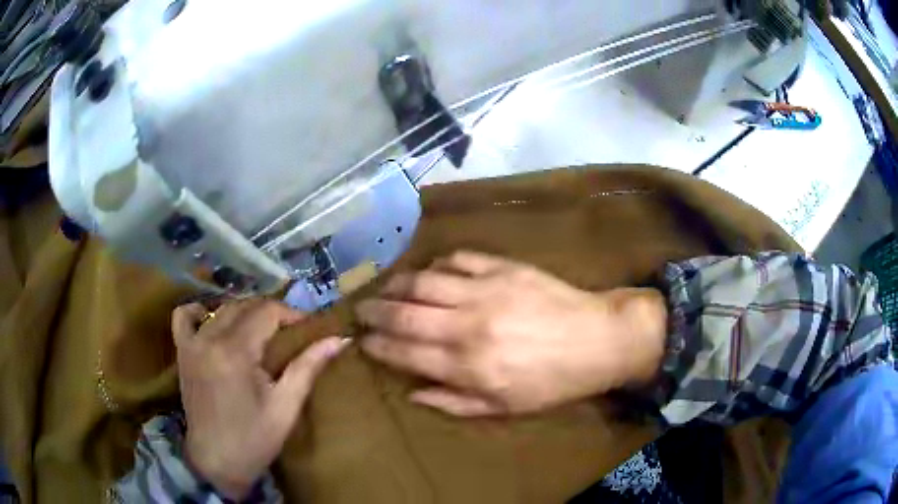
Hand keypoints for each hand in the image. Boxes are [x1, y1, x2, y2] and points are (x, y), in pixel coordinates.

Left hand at [172, 299, 348, 499]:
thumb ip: (308, 367)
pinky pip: (184, 317)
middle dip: (271, 312)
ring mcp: (192, 344)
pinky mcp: (182, 352)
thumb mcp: (286, 406)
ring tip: (261, 330)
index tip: (308, 327)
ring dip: (244, 312)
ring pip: (220, 309)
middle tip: (289, 331)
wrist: (216, 461)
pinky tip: (212, 321)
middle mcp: (210, 339)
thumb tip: (340, 339)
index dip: (290, 314)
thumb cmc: (254, 440)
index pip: (266, 312)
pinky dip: (198, 311)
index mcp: (236, 352)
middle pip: (244, 306)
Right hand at [356, 251, 666, 416]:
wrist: (597, 340)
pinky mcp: (503, 267)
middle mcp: (468, 325)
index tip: (362, 340)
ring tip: (385, 288)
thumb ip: (455, 402)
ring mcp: (485, 290)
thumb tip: (413, 393)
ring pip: (424, 281)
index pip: (405, 352)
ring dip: (397, 284)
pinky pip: (458, 260)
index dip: (378, 345)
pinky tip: (430, 272)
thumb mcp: (505, 408)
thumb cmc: (552, 382)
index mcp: (468, 366)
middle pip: (405, 313)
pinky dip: (438, 265)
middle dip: (374, 312)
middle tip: (360, 310)